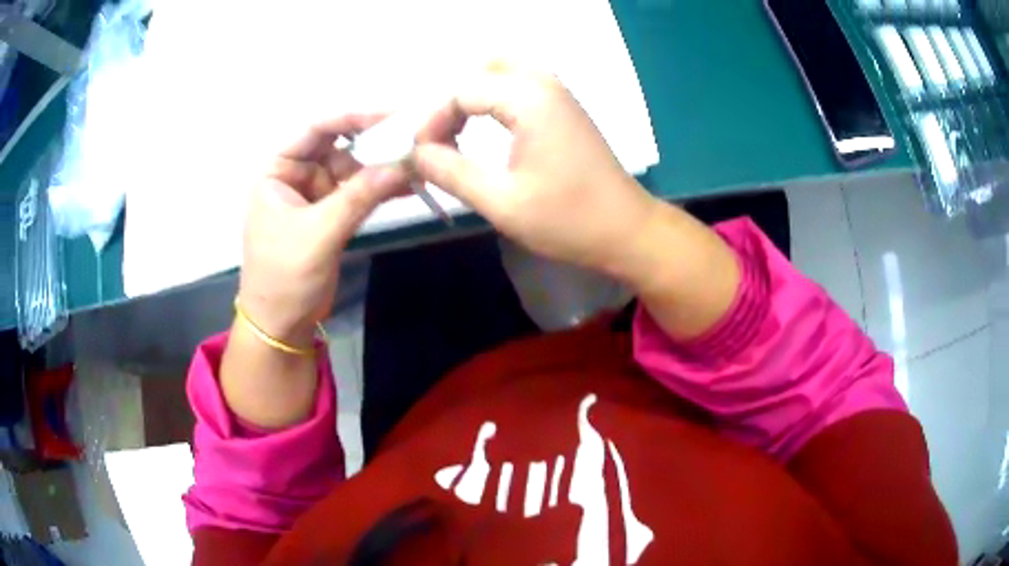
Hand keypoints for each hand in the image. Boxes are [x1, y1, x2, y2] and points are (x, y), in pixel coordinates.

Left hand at [238, 113, 407, 347]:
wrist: (281, 325)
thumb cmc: (284, 277)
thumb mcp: (318, 233)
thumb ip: (358, 197)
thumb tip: (403, 164)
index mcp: (278, 172)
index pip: (315, 131)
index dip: (352, 118)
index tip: (391, 115)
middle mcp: (295, 177)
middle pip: (338, 148)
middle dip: (372, 146)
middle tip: (412, 142)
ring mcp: (314, 197)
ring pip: (352, 171)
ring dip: (380, 170)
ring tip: (417, 167)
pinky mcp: (330, 217)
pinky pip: (358, 194)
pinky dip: (378, 191)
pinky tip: (406, 187)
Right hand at [410, 62, 659, 277]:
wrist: (627, 230)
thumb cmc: (569, 220)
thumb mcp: (502, 203)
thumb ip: (451, 173)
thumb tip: (414, 154)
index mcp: (529, 98)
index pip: (461, 91)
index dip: (432, 121)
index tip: (420, 156)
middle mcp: (544, 82)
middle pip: (480, 70)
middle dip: (450, 102)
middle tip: (437, 140)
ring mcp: (558, 91)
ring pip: (500, 72)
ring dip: (471, 96)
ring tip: (453, 134)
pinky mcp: (564, 105)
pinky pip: (517, 84)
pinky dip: (492, 98)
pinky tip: (482, 128)